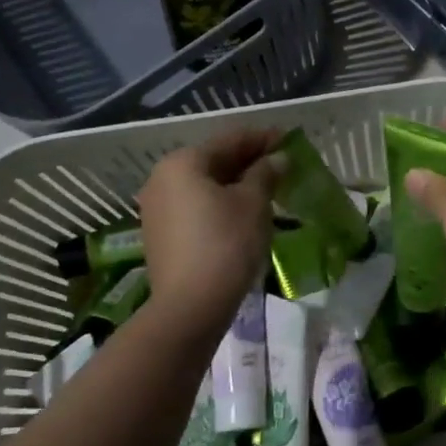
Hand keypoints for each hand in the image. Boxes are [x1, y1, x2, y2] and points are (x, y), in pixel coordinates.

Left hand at [137, 129, 284, 343]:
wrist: (190, 307)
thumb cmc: (226, 243)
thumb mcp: (254, 203)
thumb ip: (266, 173)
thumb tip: (278, 158)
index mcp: (184, 162)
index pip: (231, 140)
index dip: (263, 138)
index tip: (289, 139)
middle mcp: (163, 178)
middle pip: (214, 160)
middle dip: (248, 161)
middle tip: (281, 164)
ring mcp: (157, 207)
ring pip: (204, 184)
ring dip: (235, 183)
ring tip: (267, 188)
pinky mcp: (160, 233)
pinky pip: (195, 205)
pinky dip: (220, 202)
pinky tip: (243, 211)